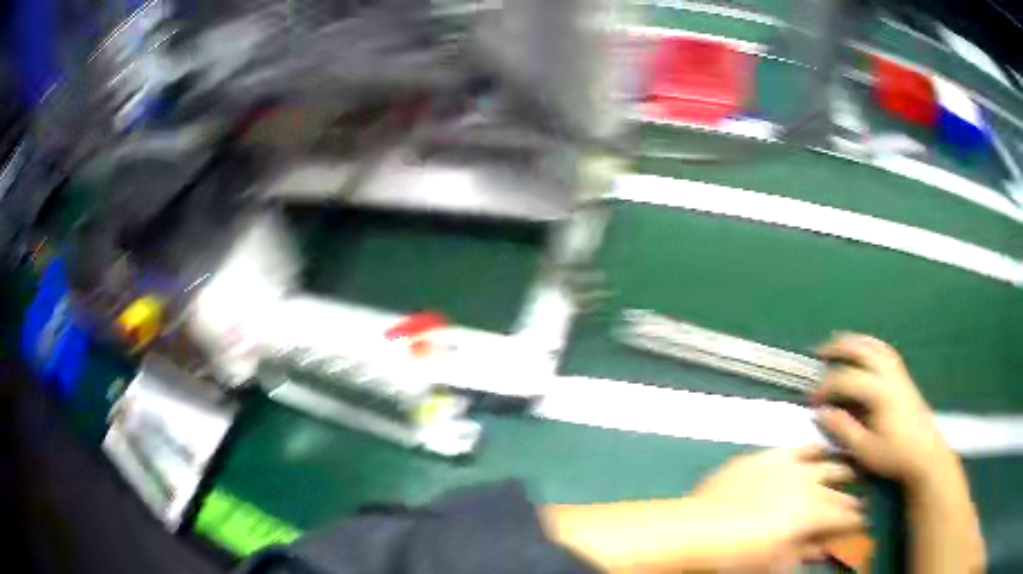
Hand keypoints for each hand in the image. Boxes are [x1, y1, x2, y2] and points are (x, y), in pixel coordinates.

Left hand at [690, 446, 863, 568]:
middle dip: (850, 498)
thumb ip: (803, 552)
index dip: (854, 520)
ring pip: (826, 464)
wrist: (699, 528)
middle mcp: (809, 485)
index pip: (842, 516)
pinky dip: (814, 447)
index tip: (863, 521)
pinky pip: (799, 447)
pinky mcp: (769, 456)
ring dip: (840, 469)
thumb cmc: (737, 554)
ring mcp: (790, 467)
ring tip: (852, 470)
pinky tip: (822, 448)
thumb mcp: (775, 561)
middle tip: (859, 501)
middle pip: (836, 491)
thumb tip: (825, 547)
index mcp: (812, 514)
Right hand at [813, 333, 953, 487]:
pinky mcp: (904, 376)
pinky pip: (884, 351)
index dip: (826, 387)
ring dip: (855, 342)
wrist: (925, 453)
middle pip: (862, 350)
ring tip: (839, 342)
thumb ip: (844, 429)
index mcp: (879, 393)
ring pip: (875, 346)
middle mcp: (889, 375)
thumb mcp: (865, 450)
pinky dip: (870, 345)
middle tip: (819, 352)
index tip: (812, 400)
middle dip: (839, 348)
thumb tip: (822, 413)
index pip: (846, 380)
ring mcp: (899, 373)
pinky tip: (864, 351)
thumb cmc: (894, 455)